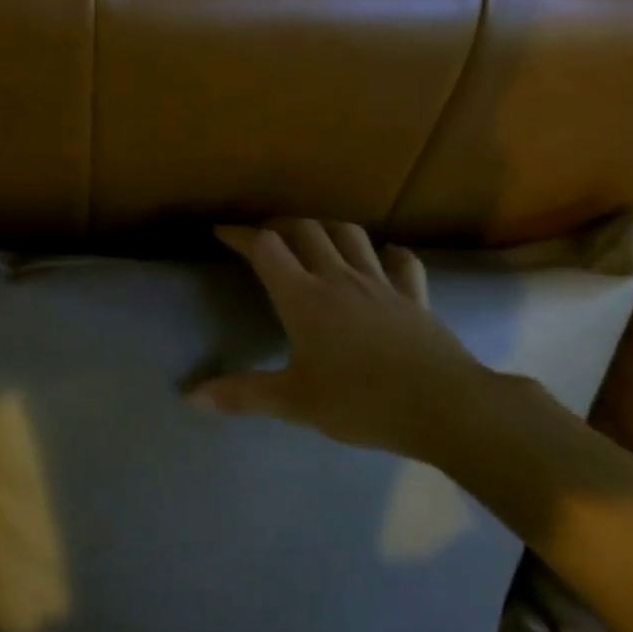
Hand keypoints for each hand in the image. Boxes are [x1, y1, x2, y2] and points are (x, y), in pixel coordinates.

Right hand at [191, 220, 484, 456]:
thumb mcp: (296, 403)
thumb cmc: (361, 402)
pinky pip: (402, 263)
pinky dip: (390, 254)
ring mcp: (380, 283)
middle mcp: (338, 278)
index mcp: (304, 298)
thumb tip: (190, 398)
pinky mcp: (413, 295)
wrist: (442, 405)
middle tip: (267, 238)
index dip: (241, 235)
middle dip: (281, 226)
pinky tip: (386, 257)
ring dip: (327, 228)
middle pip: (306, 230)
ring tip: (316, 238)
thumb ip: (243, 395)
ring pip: (350, 235)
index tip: (222, 232)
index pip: (266, 248)